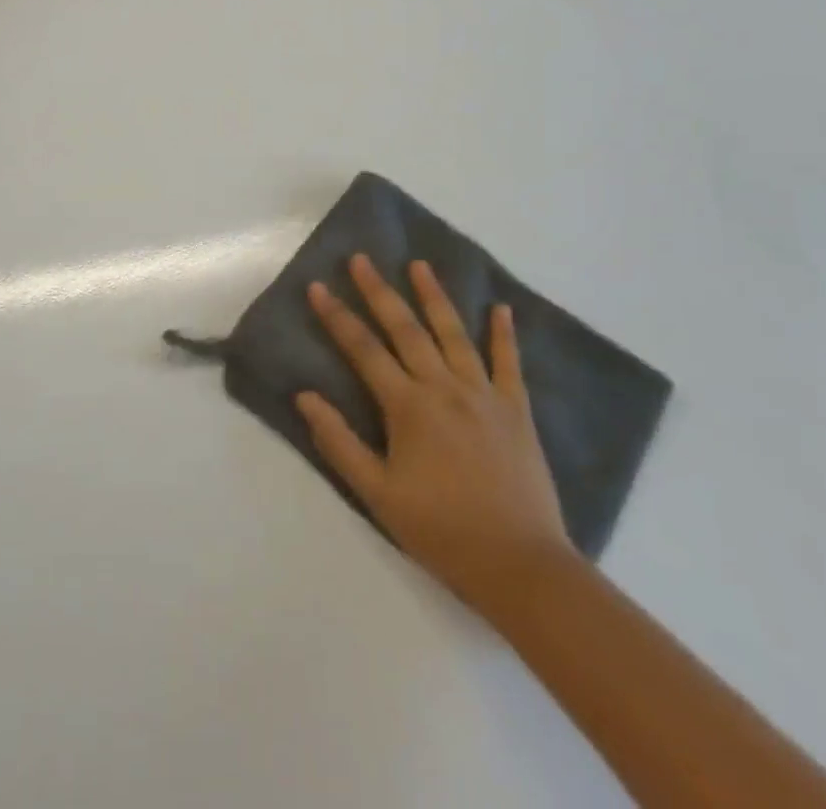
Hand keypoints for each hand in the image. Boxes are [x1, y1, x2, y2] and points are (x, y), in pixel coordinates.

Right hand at [296, 254, 574, 621]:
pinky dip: (504, 334)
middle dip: (379, 291)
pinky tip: (501, 308)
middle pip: (406, 329)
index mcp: (408, 407)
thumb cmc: (441, 530)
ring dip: (434, 296)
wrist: (520, 565)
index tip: (318, 287)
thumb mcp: (378, 494)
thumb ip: (339, 443)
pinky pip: (509, 364)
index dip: (337, 317)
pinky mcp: (516, 410)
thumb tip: (305, 396)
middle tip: (361, 258)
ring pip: (454, 334)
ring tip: (419, 265)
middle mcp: (444, 388)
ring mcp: (484, 395)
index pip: (363, 350)